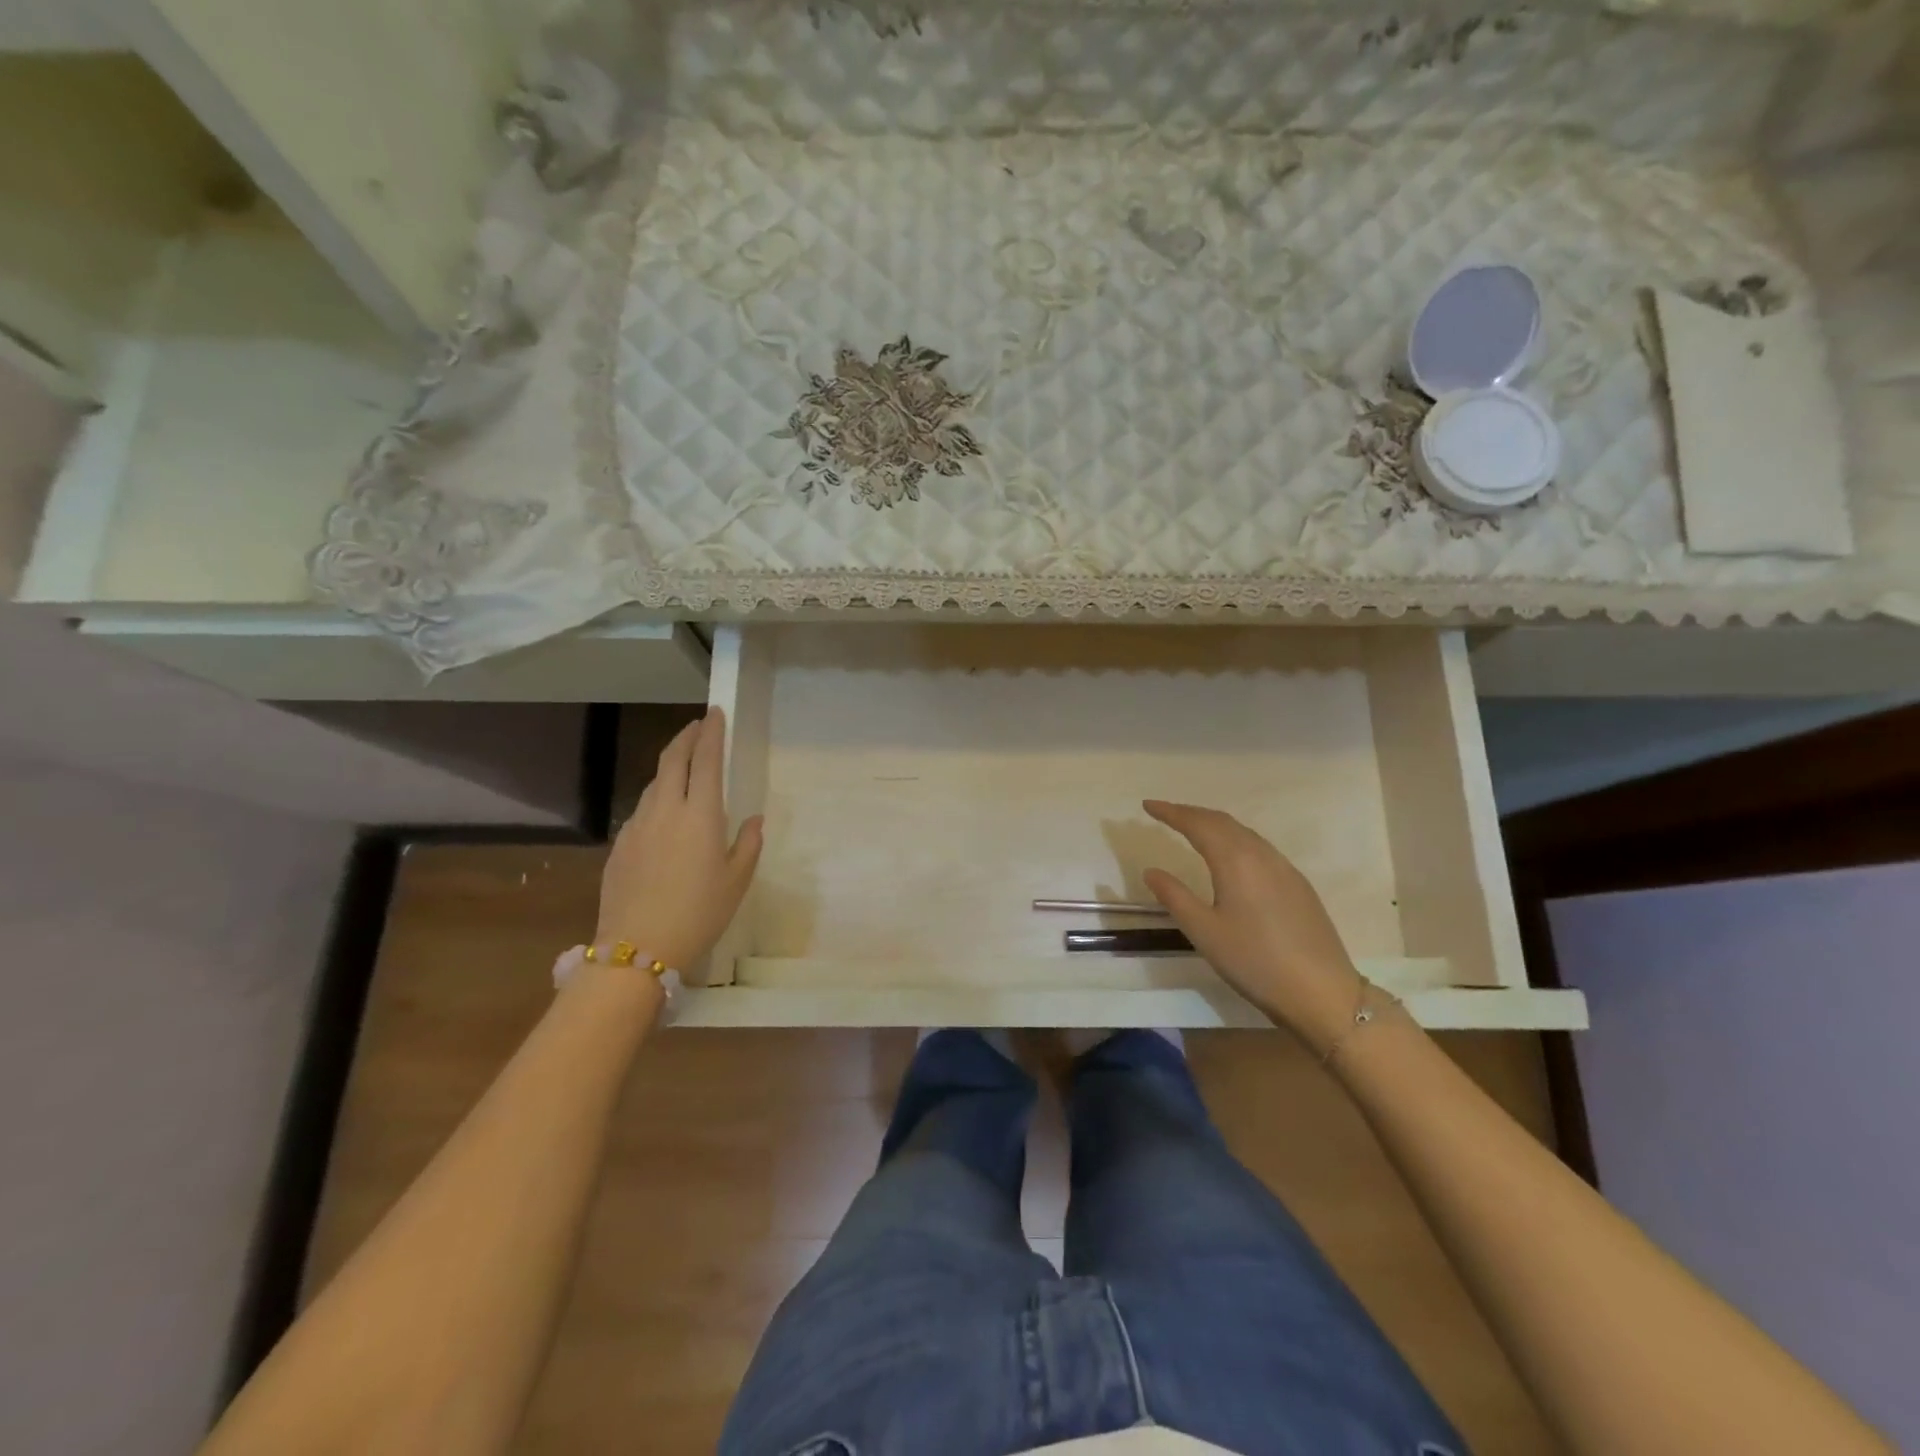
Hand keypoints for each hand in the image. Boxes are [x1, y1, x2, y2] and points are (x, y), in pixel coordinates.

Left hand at [595, 709, 763, 971]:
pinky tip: (664, 815)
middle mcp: (665, 809)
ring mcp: (637, 826)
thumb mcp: (736, 881)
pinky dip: (657, 798)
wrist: (637, 948)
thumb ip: (747, 844)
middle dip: (686, 737)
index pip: (704, 759)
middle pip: (672, 759)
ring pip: (654, 783)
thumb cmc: (699, 913)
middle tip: (698, 726)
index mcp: (699, 814)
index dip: (710, 733)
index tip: (714, 713)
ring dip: (670, 767)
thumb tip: (753, 820)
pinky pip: (642, 810)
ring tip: (684, 768)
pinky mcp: (619, 845)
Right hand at [1142, 800, 1365, 1050]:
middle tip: (1165, 813)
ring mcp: (1285, 868)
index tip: (1147, 806)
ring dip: (1215, 824)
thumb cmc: (1255, 962)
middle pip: (1222, 822)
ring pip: (1244, 833)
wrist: (1322, 992)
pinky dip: (1235, 839)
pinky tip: (1231, 856)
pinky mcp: (1298, 885)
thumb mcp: (1204, 932)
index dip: (1171, 812)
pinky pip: (1260, 847)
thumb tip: (1152, 871)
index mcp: (1236, 861)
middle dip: (1191, 813)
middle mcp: (1261, 855)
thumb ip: (1175, 896)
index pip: (1197, 824)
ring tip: (1193, 829)